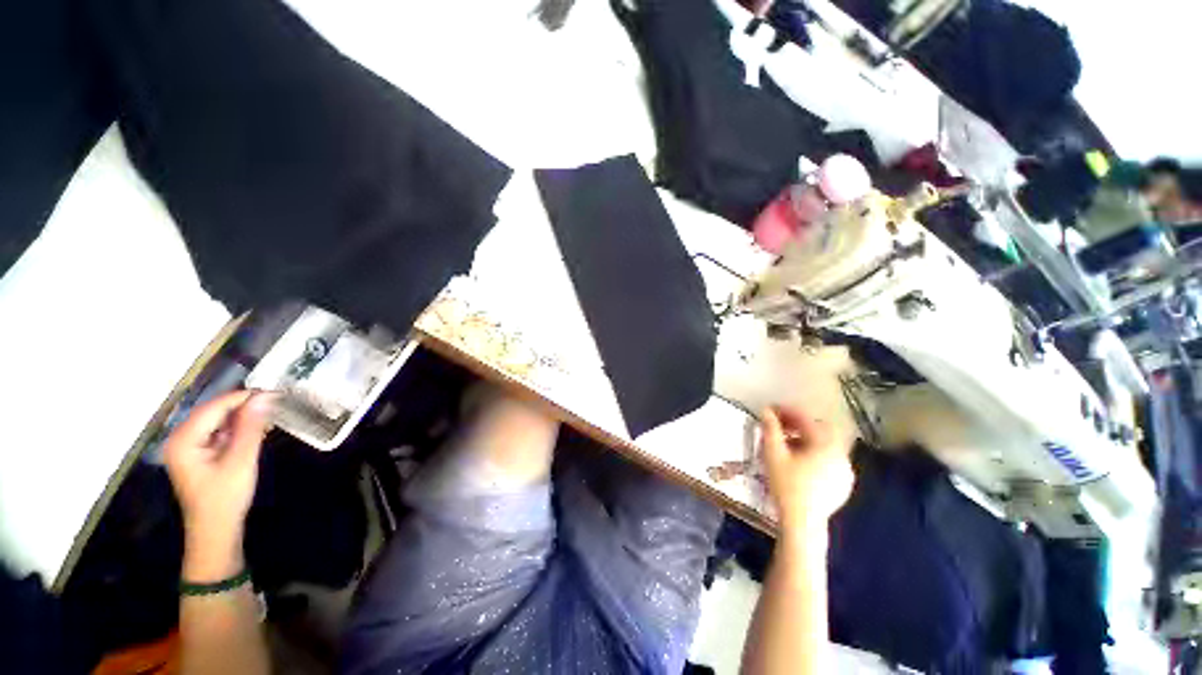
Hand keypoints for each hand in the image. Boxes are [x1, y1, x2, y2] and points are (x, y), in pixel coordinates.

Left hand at [165, 390, 273, 580]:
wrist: (216, 530)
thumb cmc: (225, 497)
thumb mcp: (241, 460)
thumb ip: (251, 427)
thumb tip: (265, 396)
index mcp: (184, 440)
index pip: (214, 407)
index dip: (244, 397)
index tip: (274, 393)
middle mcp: (180, 438)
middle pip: (213, 411)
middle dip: (243, 406)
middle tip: (275, 404)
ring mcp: (188, 446)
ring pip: (217, 420)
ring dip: (242, 416)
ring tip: (269, 416)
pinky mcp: (198, 453)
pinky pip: (218, 431)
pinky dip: (237, 428)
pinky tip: (256, 430)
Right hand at [760, 406, 854, 537]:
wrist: (802, 522)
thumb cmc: (786, 485)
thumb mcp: (773, 453)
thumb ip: (770, 429)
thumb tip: (766, 410)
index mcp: (825, 444)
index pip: (805, 419)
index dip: (786, 411)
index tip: (770, 409)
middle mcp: (840, 454)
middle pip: (819, 430)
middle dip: (798, 424)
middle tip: (779, 426)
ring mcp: (845, 470)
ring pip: (824, 445)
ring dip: (805, 439)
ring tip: (786, 444)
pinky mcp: (843, 483)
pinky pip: (828, 459)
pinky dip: (814, 454)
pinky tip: (799, 463)